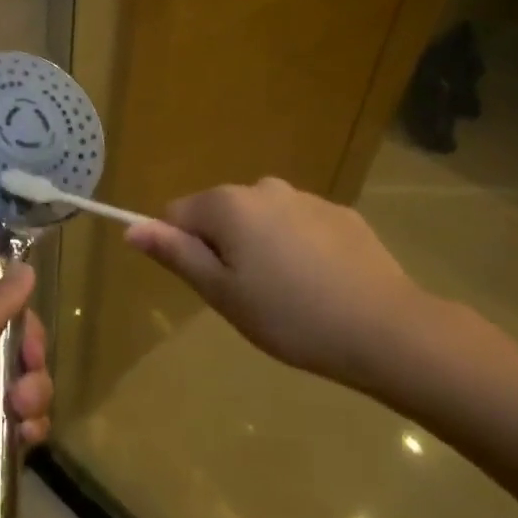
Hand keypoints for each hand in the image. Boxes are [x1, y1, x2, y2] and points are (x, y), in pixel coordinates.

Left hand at [0, 224, 52, 517]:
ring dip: (32, 386)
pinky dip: (29, 420)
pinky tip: (23, 438)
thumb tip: (23, 267)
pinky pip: (23, 407)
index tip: (13, 215)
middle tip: (28, 355)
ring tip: (19, 411)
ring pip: (21, 364)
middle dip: (28, 334)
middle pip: (6, 312)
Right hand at [125, 177, 444, 396]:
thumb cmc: (289, 315)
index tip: (211, 286)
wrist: (385, 329)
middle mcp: (264, 187)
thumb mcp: (221, 293)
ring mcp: (306, 198)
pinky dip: (297, 248)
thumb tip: (132, 228)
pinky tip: (320, 284)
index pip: (176, 215)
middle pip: (220, 214)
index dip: (183, 250)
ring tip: (287, 294)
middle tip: (248, 296)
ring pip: (261, 220)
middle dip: (223, 248)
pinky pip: (298, 225)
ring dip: (260, 247)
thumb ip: (175, 253)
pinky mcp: (341, 214)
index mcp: (228, 204)